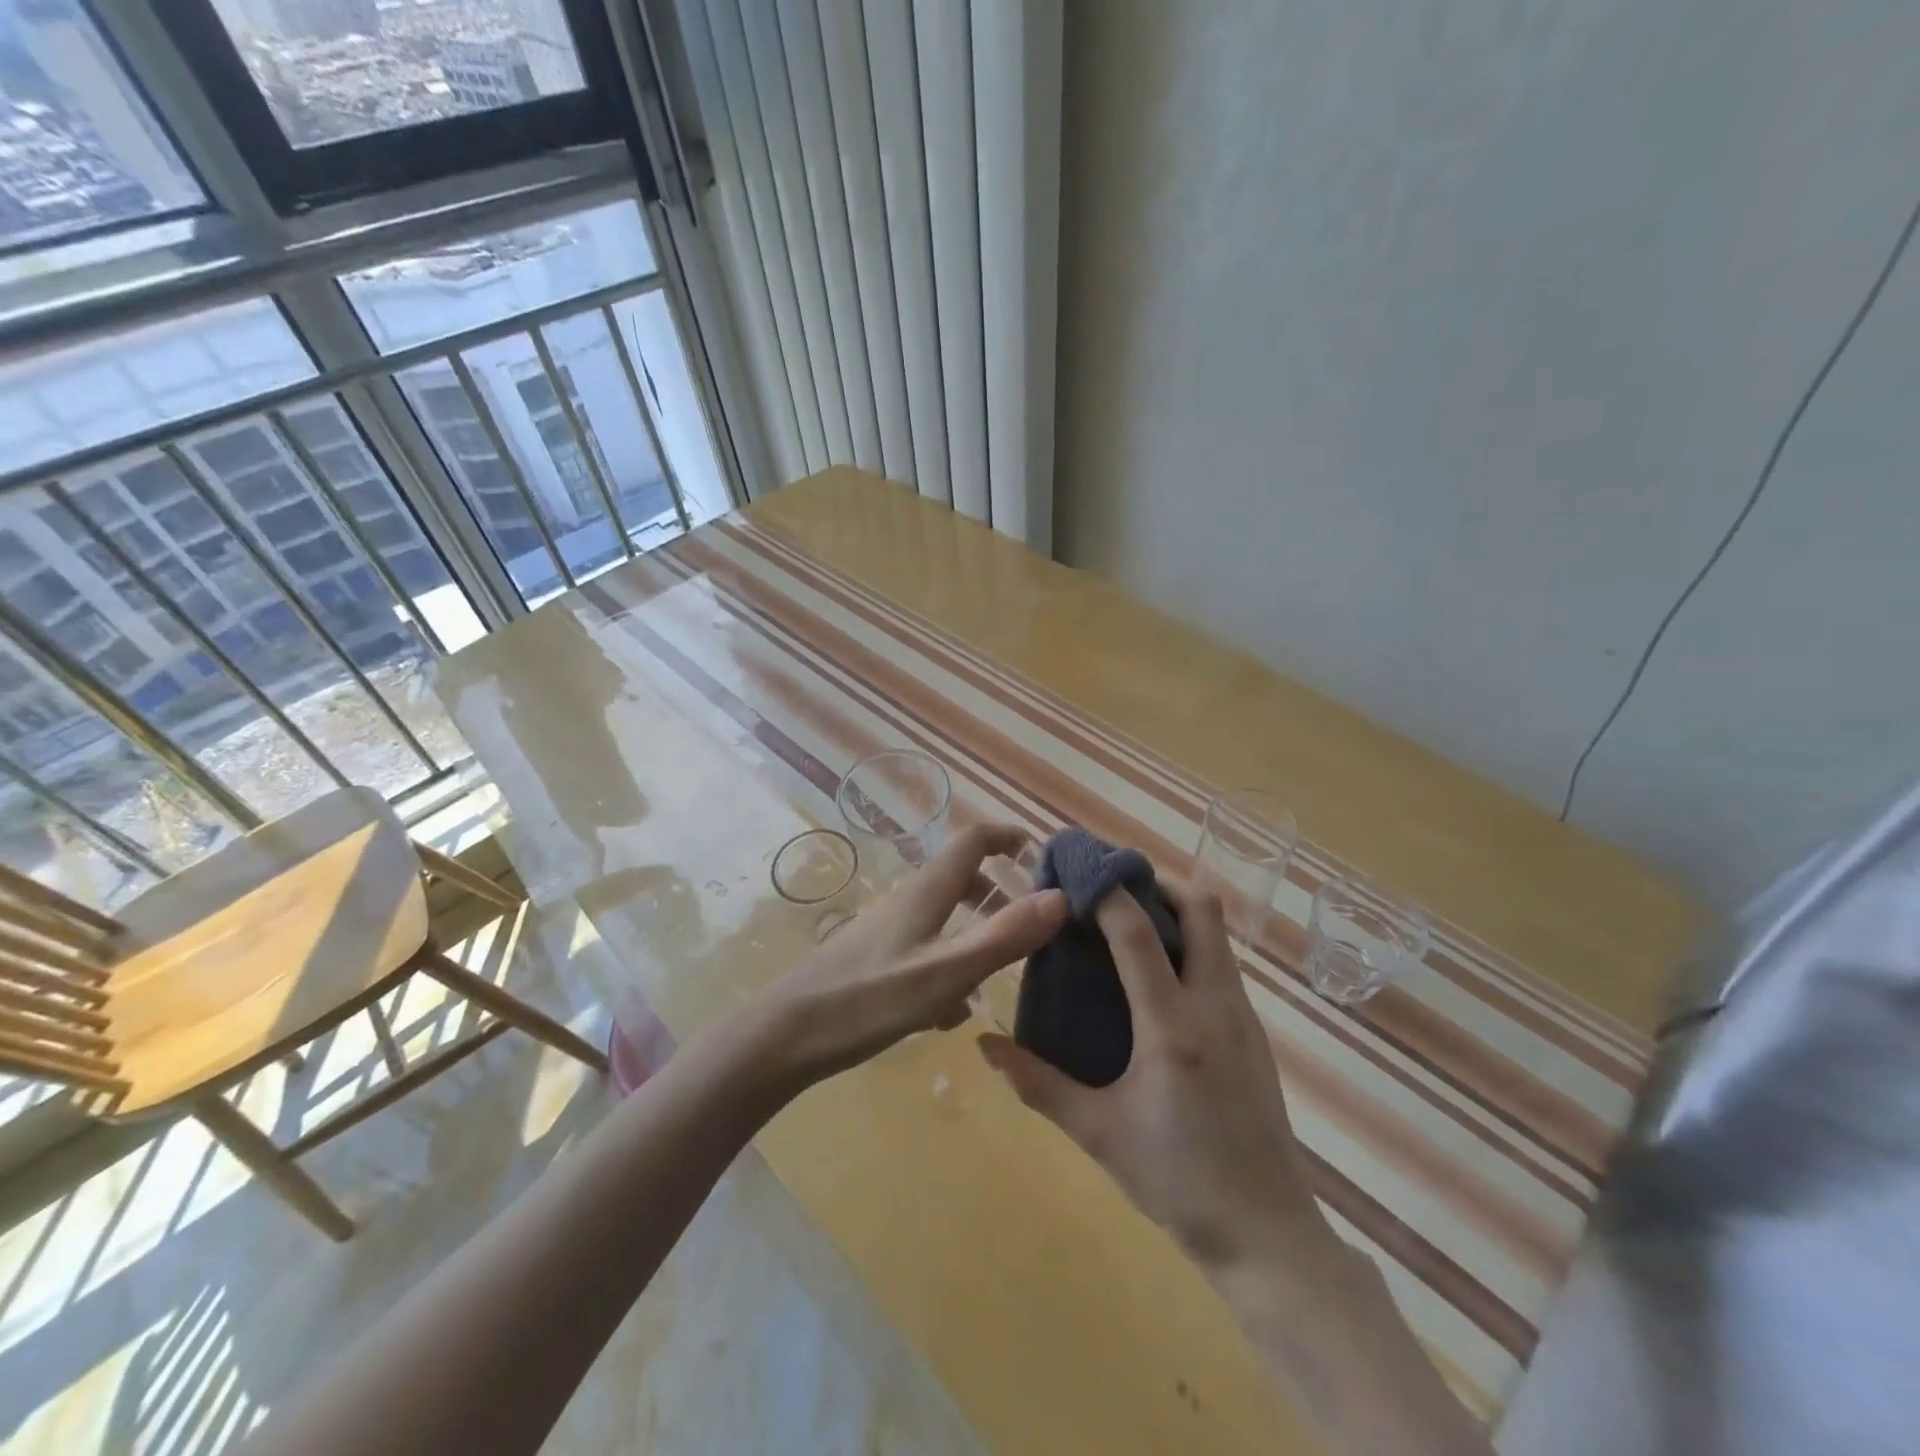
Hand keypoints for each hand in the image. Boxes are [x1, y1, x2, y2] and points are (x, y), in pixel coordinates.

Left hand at [761, 823, 1068, 1085]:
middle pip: (960, 879)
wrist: (784, 1036)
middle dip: (998, 893)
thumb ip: (1003, 936)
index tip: (1040, 853)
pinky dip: (947, 967)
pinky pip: (924, 951)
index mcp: (926, 892)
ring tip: (998, 975)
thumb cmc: (867, 999)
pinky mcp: (873, 960)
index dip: (1007, 837)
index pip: (972, 840)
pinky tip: (948, 1014)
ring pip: (943, 918)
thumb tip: (1060, 897)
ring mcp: (886, 930)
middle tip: (1031, 923)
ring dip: (974, 934)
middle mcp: (907, 902)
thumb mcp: (945, 972)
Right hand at [978, 881, 1319, 1266]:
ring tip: (1127, 923)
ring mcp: (1243, 1016)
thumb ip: (1039, 1085)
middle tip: (1111, 887)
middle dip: (1156, 883)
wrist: (1267, 1234)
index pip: (1138, 932)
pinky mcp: (1254, 1032)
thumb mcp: (1098, 1134)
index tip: (1076, 871)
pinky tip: (1158, 976)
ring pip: (1216, 933)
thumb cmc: (1178, 1181)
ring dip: (1176, 911)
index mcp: (1172, 1026)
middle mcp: (1215, 1005)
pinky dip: (1191, 944)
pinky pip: (1222, 963)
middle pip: (1201, 908)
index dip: (1107, 892)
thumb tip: (985, 1045)